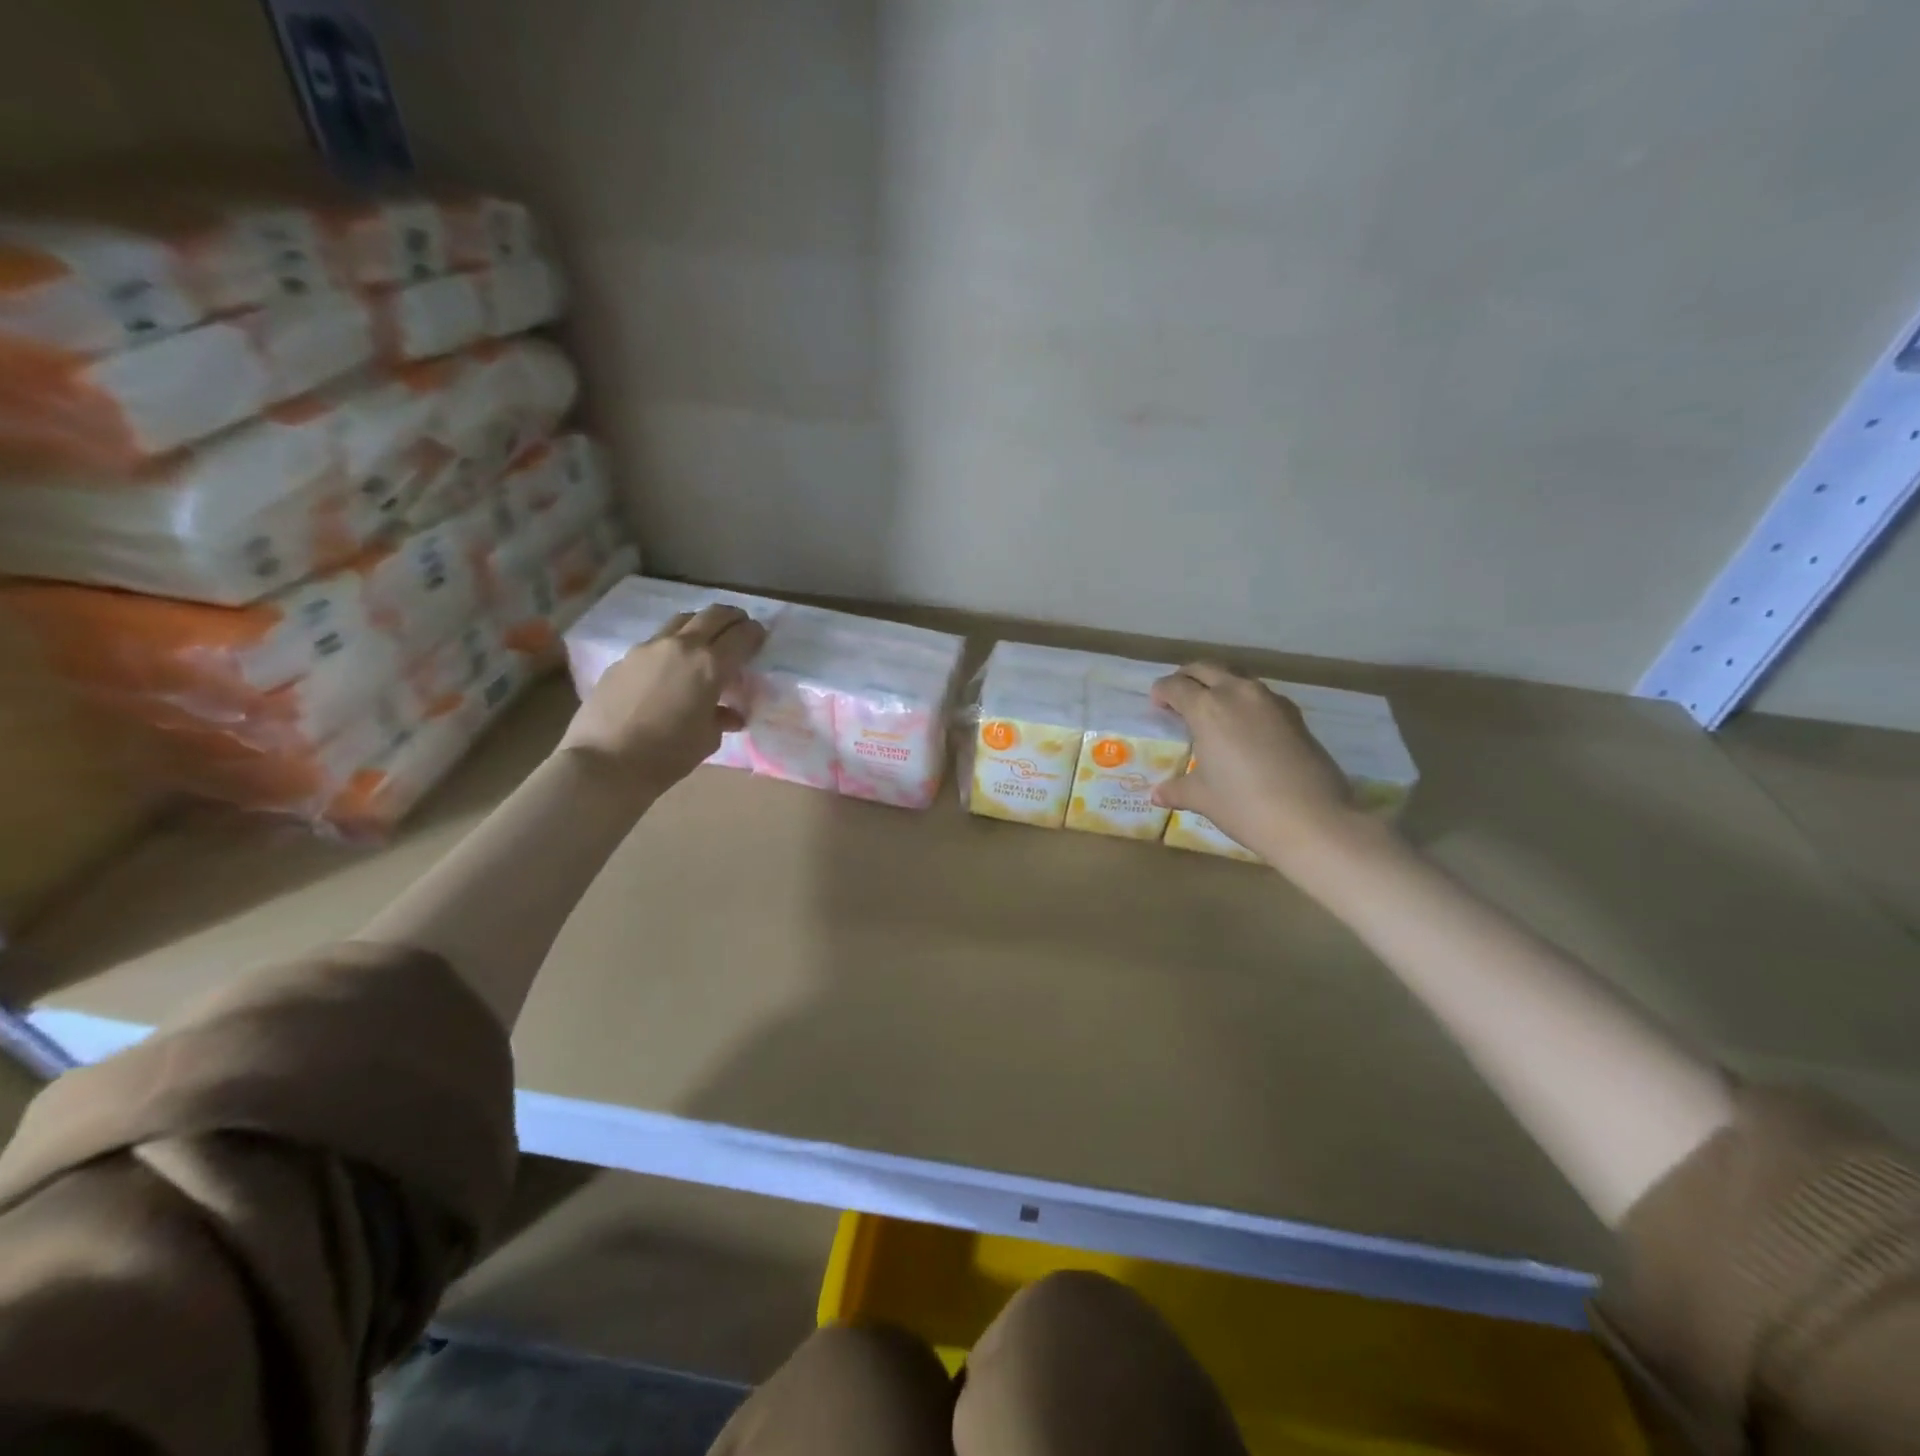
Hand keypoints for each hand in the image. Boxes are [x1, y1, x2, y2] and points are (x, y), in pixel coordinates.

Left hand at [559, 604, 766, 797]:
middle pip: (712, 615)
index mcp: (710, 665)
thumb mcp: (707, 739)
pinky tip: (670, 668)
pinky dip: (672, 646)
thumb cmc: (668, 754)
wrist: (605, 762)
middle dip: (731, 617)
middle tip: (739, 627)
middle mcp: (681, 646)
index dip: (755, 633)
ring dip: (699, 624)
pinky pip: (655, 643)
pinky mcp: (623, 659)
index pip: (741, 635)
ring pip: (681, 621)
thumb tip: (729, 714)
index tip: (760, 636)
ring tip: (705, 640)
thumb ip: (722, 717)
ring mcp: (648, 648)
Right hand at [1150, 662, 1361, 866]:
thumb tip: (1157, 794)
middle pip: (1206, 669)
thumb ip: (1177, 789)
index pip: (1175, 686)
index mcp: (1207, 708)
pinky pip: (1260, 695)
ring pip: (1237, 677)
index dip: (1161, 692)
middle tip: (1178, 696)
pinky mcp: (1294, 714)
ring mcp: (1270, 700)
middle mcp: (1237, 693)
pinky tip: (1244, 725)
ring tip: (1211, 709)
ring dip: (1219, 684)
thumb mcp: (1202, 798)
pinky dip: (1244, 700)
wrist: (1312, 819)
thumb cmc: (1244, 806)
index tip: (1157, 704)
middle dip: (1188, 677)